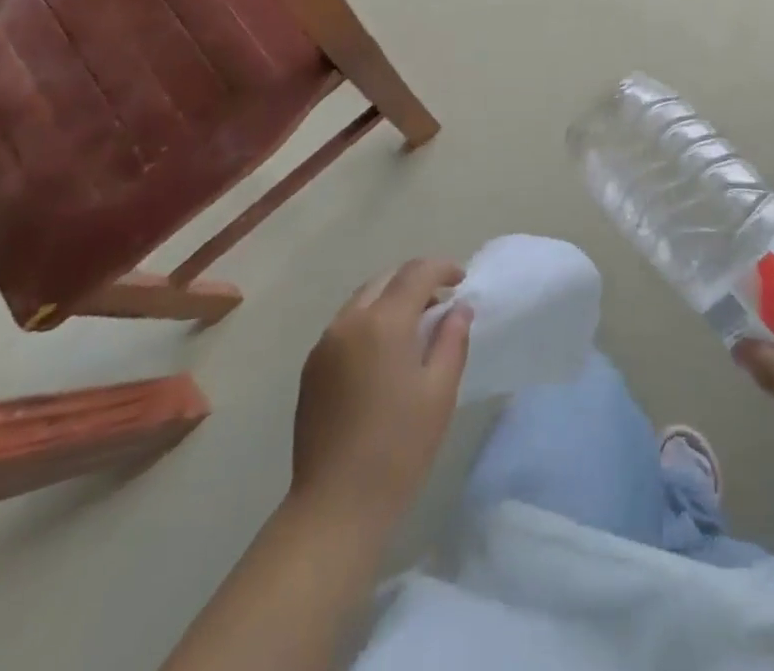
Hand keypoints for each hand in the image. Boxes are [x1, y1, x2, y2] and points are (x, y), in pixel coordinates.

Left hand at [290, 258, 471, 531]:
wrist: (335, 506)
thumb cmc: (399, 448)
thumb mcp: (439, 392)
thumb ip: (451, 340)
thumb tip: (458, 308)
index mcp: (383, 322)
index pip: (416, 273)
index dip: (442, 268)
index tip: (461, 280)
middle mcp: (349, 322)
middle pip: (386, 279)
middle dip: (416, 281)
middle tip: (441, 303)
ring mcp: (325, 344)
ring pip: (363, 300)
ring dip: (391, 300)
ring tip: (415, 328)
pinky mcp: (312, 368)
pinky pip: (346, 325)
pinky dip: (370, 321)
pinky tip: (385, 354)